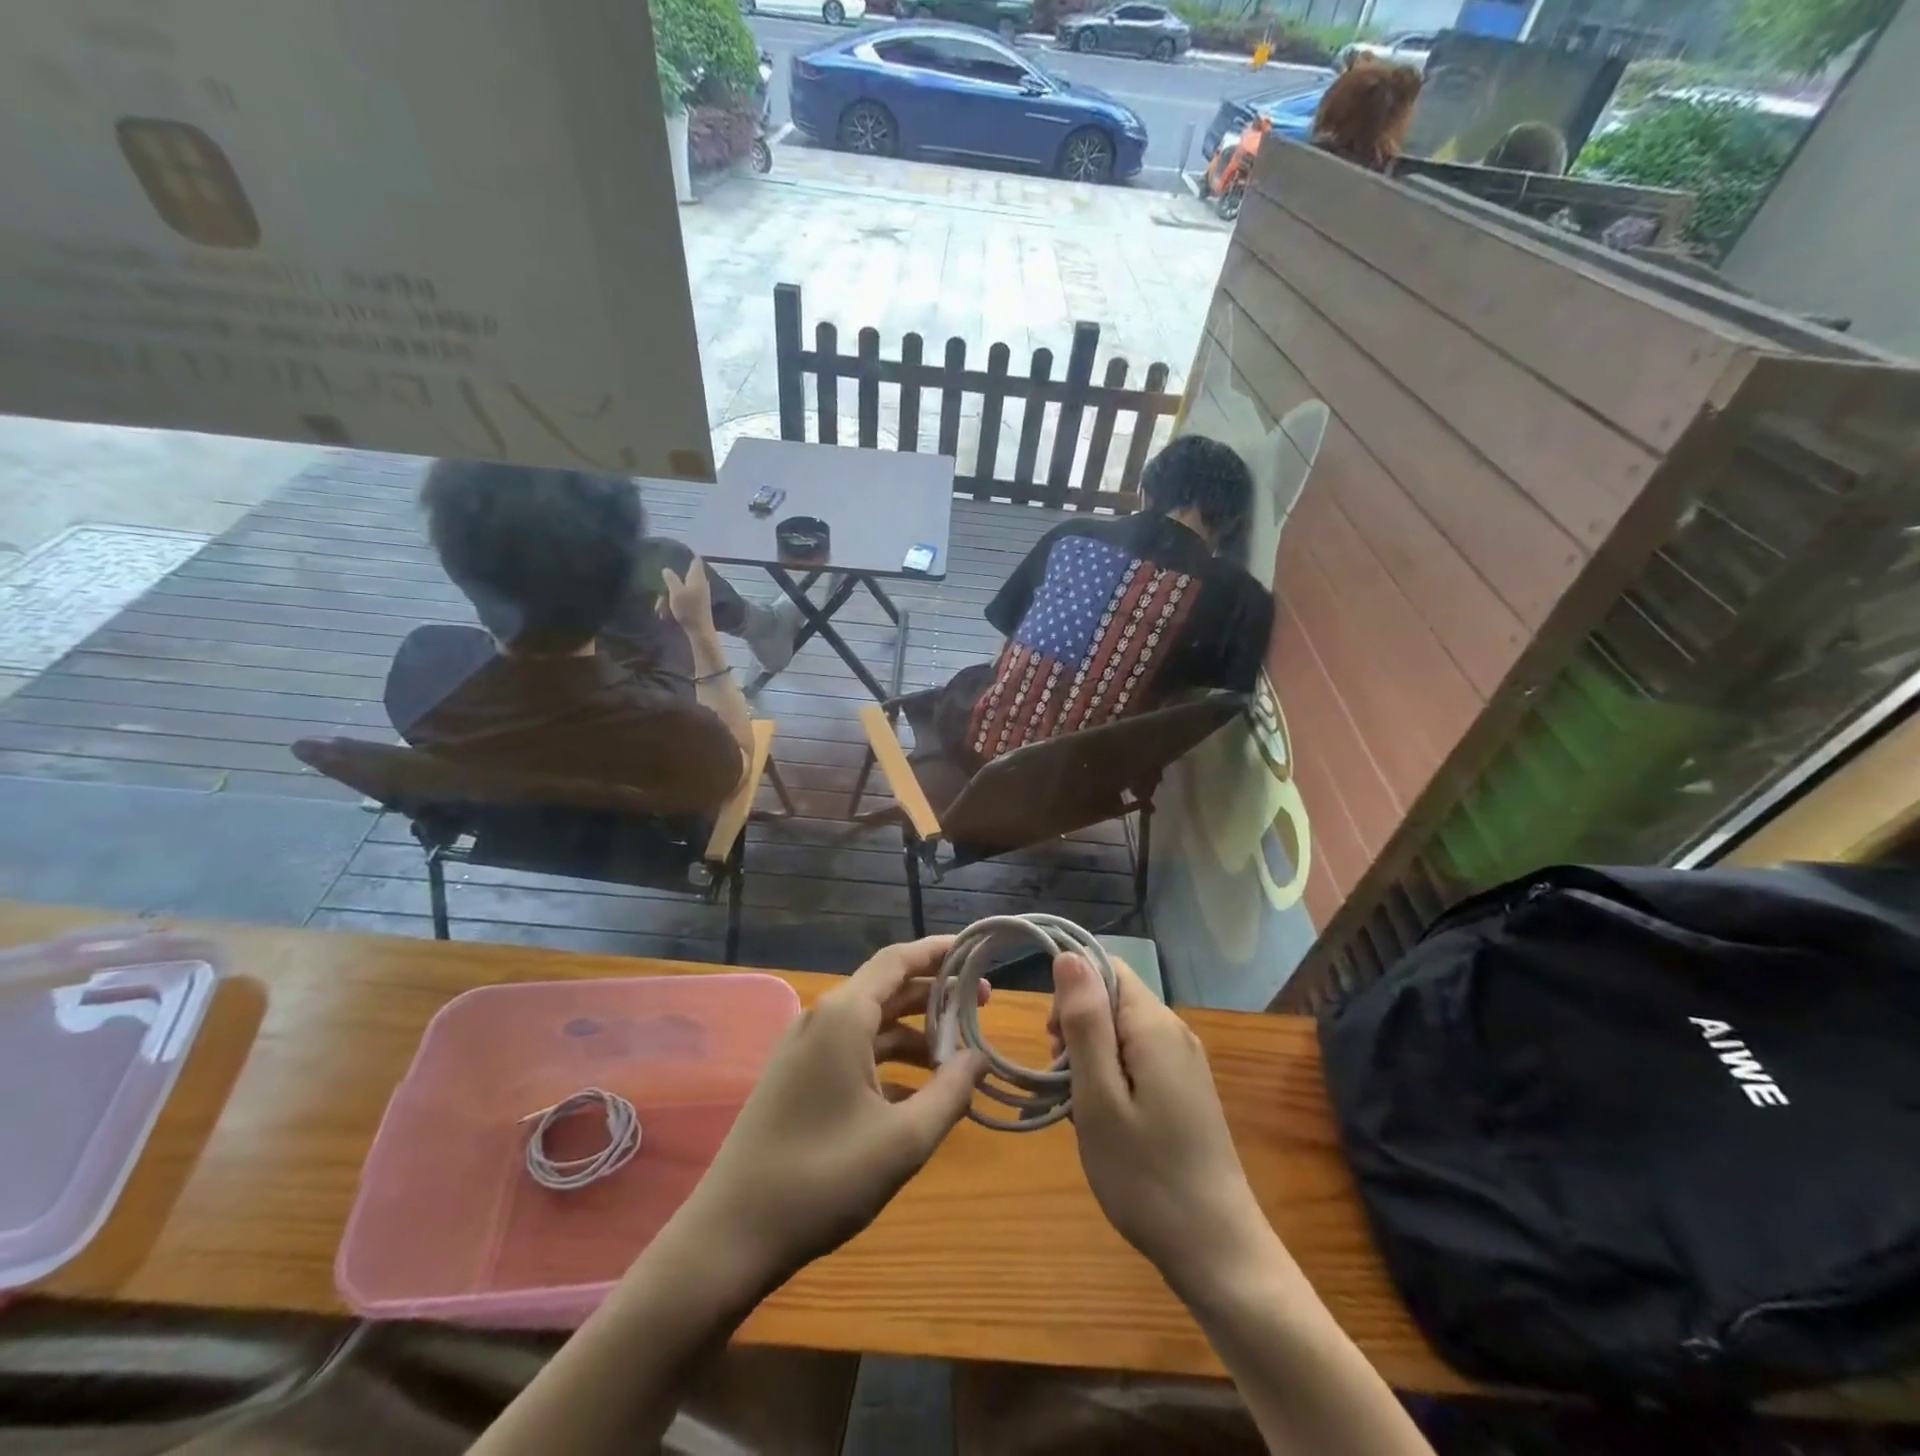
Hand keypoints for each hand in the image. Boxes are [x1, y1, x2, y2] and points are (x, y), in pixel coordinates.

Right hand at [659, 558, 716, 636]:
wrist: (700, 630)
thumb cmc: (688, 609)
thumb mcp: (676, 592)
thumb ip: (671, 578)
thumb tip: (666, 569)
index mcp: (697, 576)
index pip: (695, 560)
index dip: (689, 554)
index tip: (678, 551)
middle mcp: (701, 583)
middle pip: (686, 575)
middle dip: (672, 581)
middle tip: (661, 587)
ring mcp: (701, 593)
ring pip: (683, 588)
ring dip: (670, 596)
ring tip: (660, 608)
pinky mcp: (699, 603)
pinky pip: (684, 598)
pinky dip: (675, 603)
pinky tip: (666, 614)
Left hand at [677, 937, 988, 1288]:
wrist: (731, 1235)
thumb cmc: (822, 1180)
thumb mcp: (903, 1140)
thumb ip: (951, 1092)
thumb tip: (980, 1058)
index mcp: (843, 1016)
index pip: (898, 960)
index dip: (939, 952)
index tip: (978, 952)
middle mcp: (822, 1020)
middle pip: (887, 988)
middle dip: (935, 994)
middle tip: (982, 1006)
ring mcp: (805, 1049)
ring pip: (871, 1023)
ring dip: (915, 1032)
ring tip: (959, 1054)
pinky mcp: (797, 1078)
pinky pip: (853, 1051)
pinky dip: (890, 1060)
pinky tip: (919, 1092)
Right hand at [1051, 953, 1270, 1294]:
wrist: (1217, 1252)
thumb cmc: (1146, 1175)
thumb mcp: (1099, 1097)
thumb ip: (1084, 1022)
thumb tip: (1070, 956)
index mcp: (1155, 1025)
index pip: (1106, 967)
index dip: (1070, 990)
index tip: (1052, 1039)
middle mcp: (1174, 1032)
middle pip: (1112, 999)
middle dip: (1076, 1028)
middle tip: (1061, 1081)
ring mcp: (1183, 1063)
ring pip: (1120, 1033)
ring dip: (1089, 1058)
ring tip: (1078, 1108)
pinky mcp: (1184, 1091)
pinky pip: (1136, 1060)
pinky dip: (1109, 1078)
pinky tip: (1102, 1120)